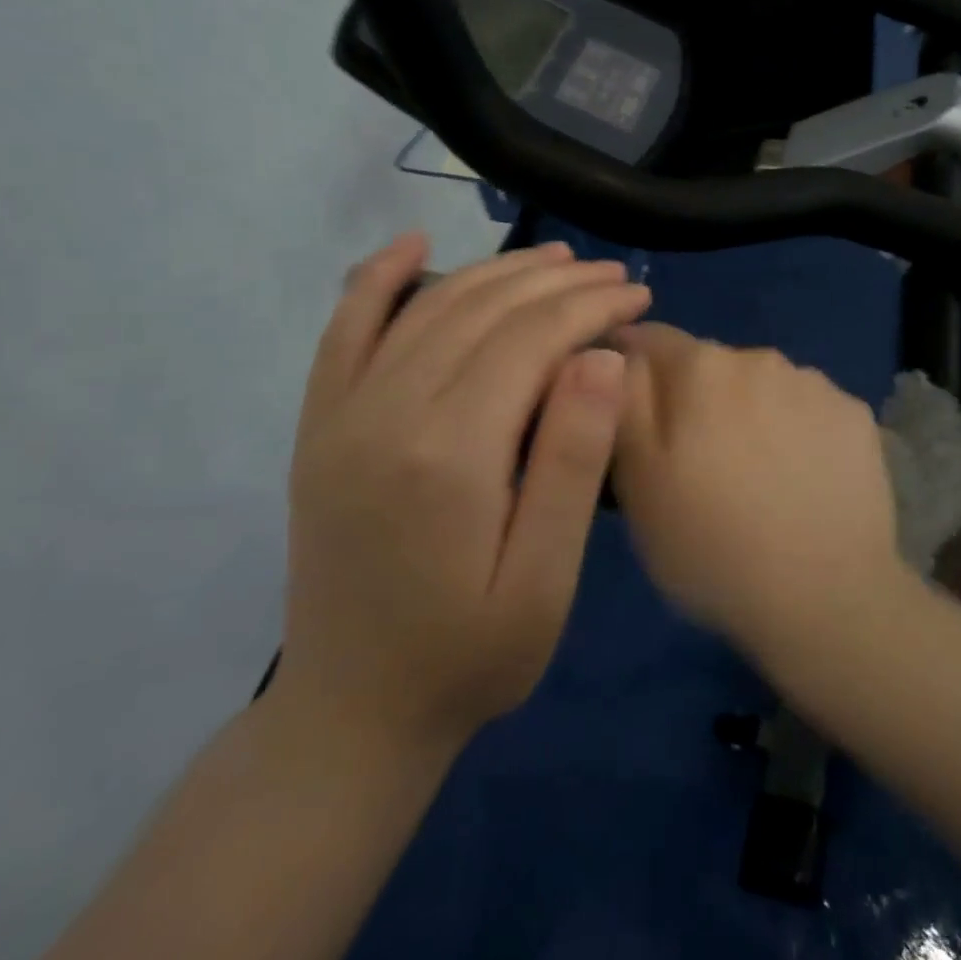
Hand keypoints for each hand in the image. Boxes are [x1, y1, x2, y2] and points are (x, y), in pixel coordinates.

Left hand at [279, 235, 651, 754]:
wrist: (351, 714)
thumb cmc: (467, 657)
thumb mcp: (543, 581)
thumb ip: (571, 464)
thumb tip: (600, 357)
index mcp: (449, 452)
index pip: (531, 339)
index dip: (591, 307)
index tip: (639, 297)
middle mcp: (386, 411)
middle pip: (484, 310)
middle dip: (558, 283)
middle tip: (615, 278)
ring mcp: (342, 414)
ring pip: (428, 307)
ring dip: (496, 272)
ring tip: (556, 262)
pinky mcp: (320, 425)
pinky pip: (344, 330)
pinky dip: (376, 279)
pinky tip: (409, 244)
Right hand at [611, 324, 903, 653]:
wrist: (826, 597)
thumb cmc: (711, 545)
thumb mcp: (636, 480)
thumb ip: (624, 400)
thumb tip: (621, 354)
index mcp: (700, 367)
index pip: (649, 339)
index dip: (632, 371)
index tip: (632, 416)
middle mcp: (760, 357)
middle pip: (709, 364)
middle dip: (694, 398)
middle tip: (696, 463)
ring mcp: (816, 384)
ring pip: (762, 386)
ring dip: (748, 413)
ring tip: (755, 478)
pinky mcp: (855, 415)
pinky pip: (808, 409)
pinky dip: (796, 431)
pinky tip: (801, 481)